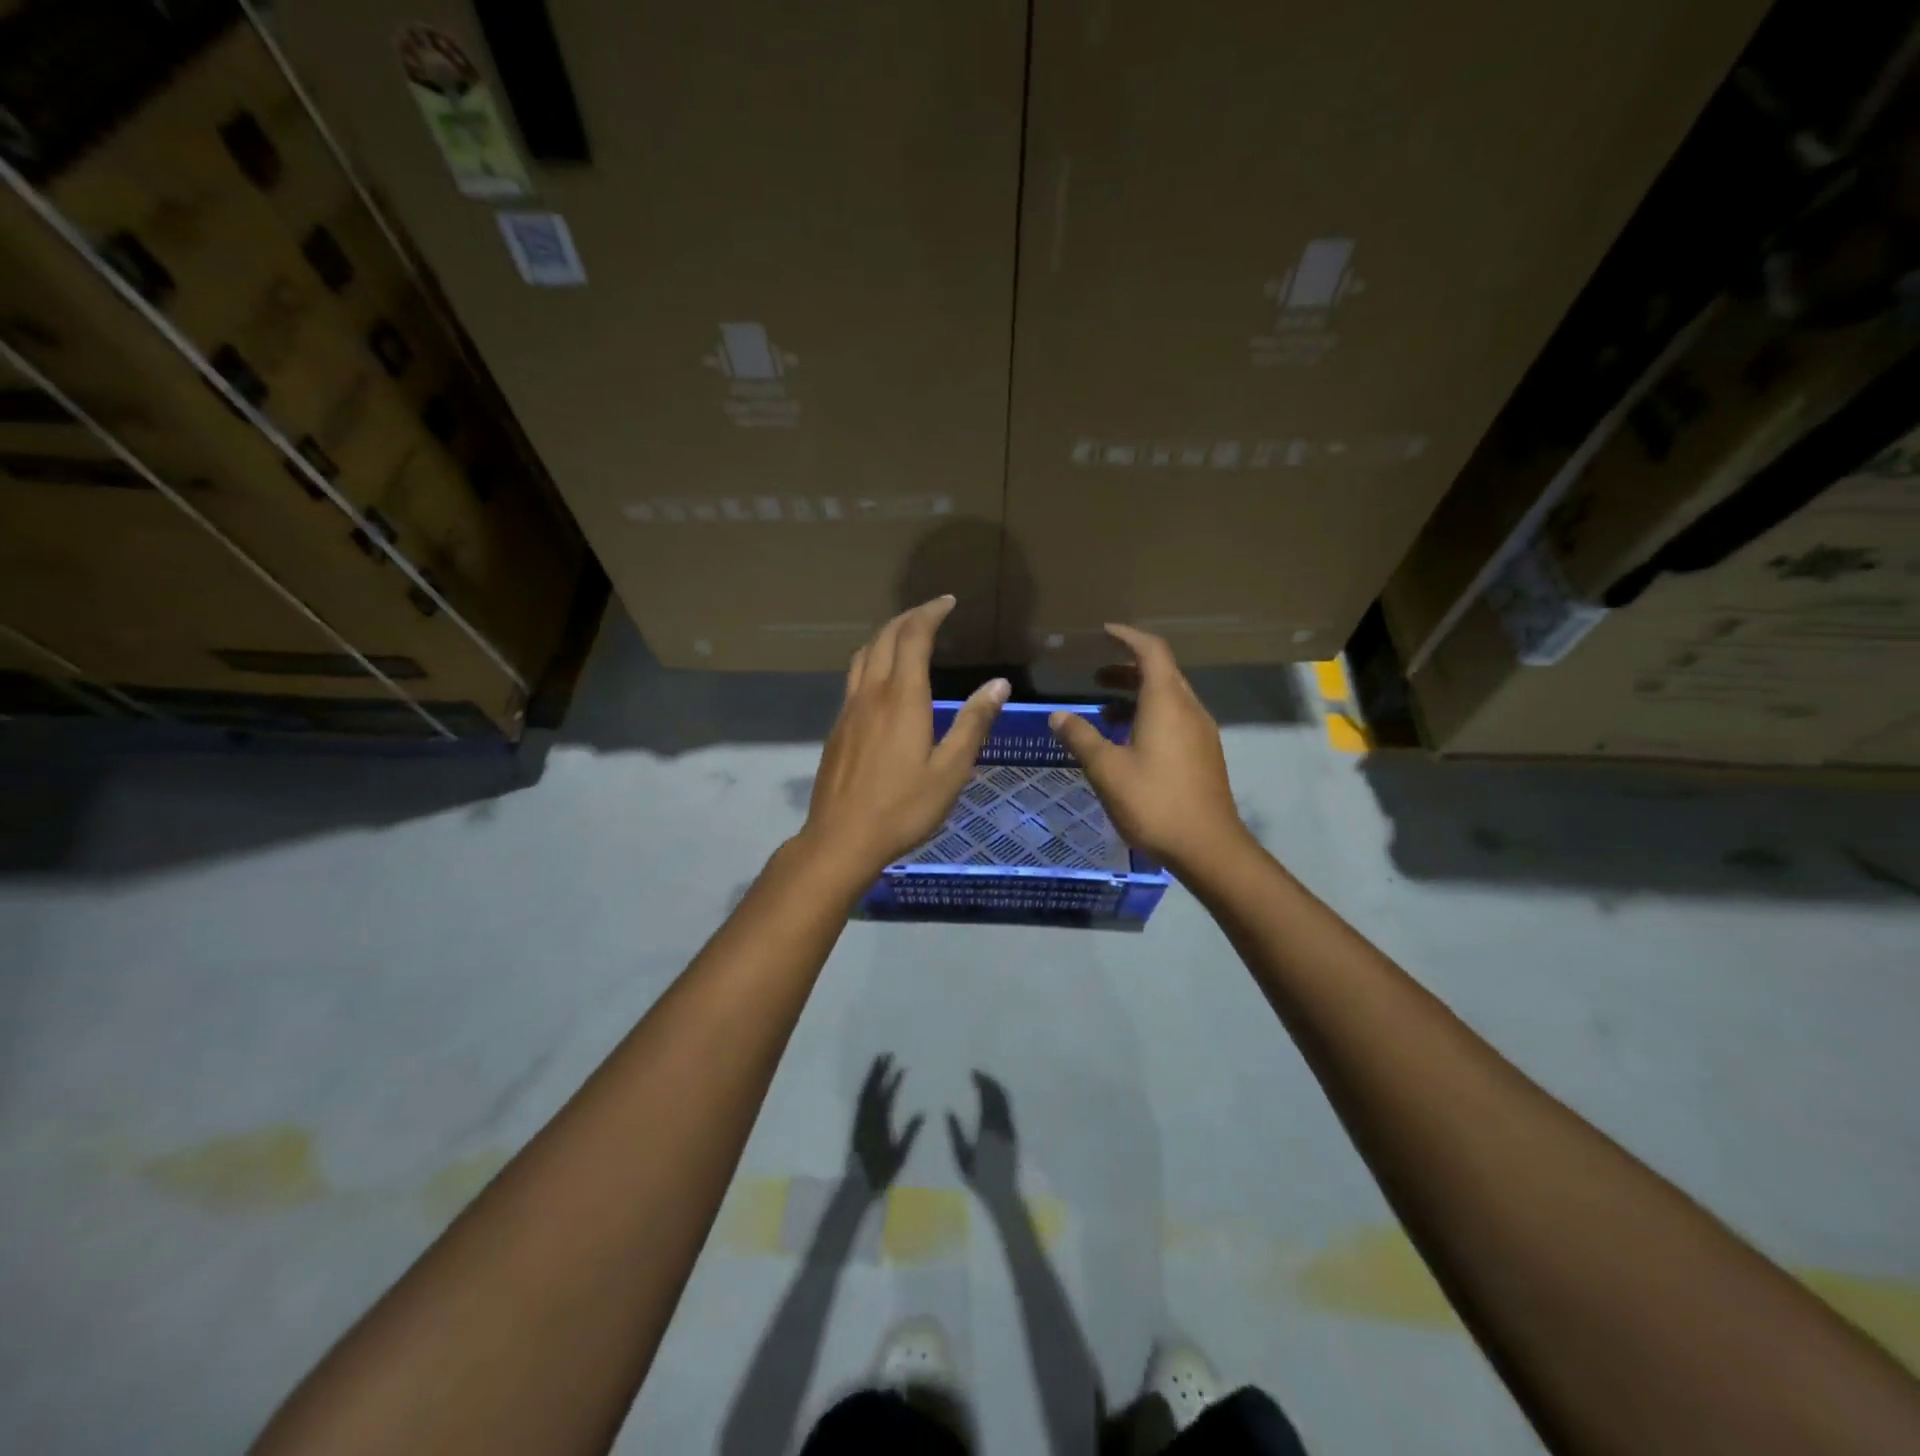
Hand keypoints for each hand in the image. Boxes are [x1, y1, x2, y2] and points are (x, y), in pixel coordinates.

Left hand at [800, 597, 1008, 877]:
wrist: (842, 838)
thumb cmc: (903, 808)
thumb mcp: (951, 770)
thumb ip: (973, 723)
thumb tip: (998, 684)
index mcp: (903, 698)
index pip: (913, 637)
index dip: (930, 613)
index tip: (947, 602)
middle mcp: (871, 694)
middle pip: (884, 638)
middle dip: (908, 618)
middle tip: (931, 612)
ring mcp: (849, 710)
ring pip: (863, 655)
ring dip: (885, 636)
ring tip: (906, 636)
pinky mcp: (837, 728)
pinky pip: (854, 678)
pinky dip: (872, 660)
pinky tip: (882, 681)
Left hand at [848, 1055, 922, 1193]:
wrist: (858, 1186)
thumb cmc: (882, 1172)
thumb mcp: (900, 1155)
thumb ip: (910, 1133)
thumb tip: (922, 1112)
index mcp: (879, 1123)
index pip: (887, 1096)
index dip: (894, 1081)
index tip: (902, 1067)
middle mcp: (867, 1118)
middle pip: (873, 1089)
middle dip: (879, 1070)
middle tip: (886, 1054)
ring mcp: (860, 1120)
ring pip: (865, 1092)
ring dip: (871, 1076)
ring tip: (878, 1061)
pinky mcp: (856, 1124)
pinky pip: (860, 1100)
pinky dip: (866, 1087)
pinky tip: (870, 1083)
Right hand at [947, 1071, 1018, 1205]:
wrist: (1003, 1195)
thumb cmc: (978, 1178)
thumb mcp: (961, 1157)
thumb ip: (954, 1132)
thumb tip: (947, 1110)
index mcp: (987, 1129)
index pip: (986, 1097)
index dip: (981, 1082)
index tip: (972, 1073)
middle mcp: (1001, 1125)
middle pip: (998, 1094)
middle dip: (988, 1080)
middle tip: (977, 1072)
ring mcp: (1010, 1129)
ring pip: (1006, 1100)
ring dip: (996, 1086)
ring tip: (984, 1080)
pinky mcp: (1014, 1133)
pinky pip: (1009, 1108)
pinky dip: (1001, 1096)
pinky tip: (992, 1096)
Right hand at [1048, 624, 1248, 874]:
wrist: (1208, 847)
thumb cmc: (1154, 802)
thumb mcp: (1107, 769)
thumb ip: (1081, 737)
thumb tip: (1057, 715)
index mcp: (1167, 702)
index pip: (1151, 651)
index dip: (1127, 637)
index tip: (1104, 632)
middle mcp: (1189, 709)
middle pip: (1161, 673)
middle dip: (1127, 668)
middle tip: (1095, 676)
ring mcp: (1201, 733)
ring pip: (1169, 698)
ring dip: (1137, 696)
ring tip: (1104, 712)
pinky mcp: (1204, 755)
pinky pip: (1175, 720)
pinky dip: (1149, 716)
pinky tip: (1128, 743)